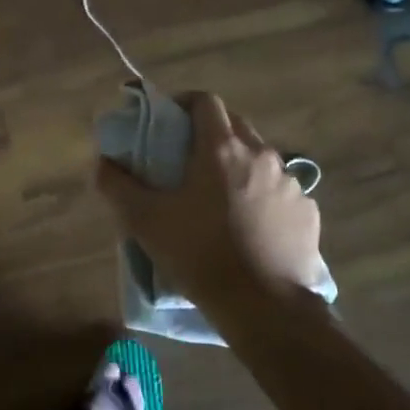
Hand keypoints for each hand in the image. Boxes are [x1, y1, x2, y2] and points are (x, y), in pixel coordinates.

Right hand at [95, 92, 323, 318]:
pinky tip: (252, 225)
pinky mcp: (308, 212)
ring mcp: (290, 183)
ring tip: (222, 197)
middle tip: (190, 160)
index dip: (185, 104)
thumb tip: (102, 161)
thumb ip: (116, 184)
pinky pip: (282, 191)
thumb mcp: (145, 220)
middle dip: (212, 133)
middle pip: (235, 125)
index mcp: (221, 148)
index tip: (170, 122)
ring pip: (261, 158)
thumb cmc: (201, 255)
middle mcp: (261, 154)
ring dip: (240, 165)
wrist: (265, 308)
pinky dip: (264, 196)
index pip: (206, 101)